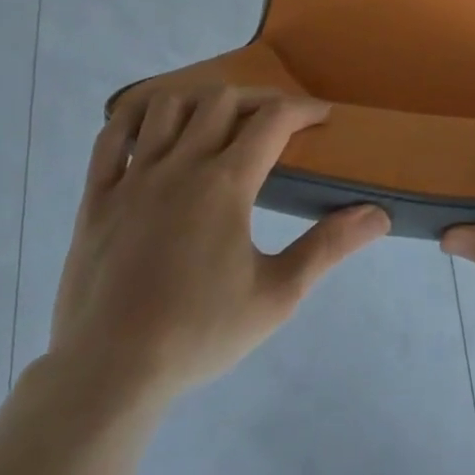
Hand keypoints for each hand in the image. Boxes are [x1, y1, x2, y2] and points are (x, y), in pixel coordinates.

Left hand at [45, 83, 390, 420]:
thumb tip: (378, 214)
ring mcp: (133, 177)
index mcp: (226, 184)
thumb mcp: (277, 296)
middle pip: (222, 100)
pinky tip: (151, 121)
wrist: (108, 375)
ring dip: (200, 102)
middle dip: (257, 99)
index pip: (273, 120)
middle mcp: (181, 165)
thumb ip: (328, 247)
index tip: (322, 116)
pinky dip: (134, 115)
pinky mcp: (96, 197)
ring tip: (218, 120)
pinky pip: (112, 136)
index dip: (303, 109)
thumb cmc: (198, 334)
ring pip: (168, 106)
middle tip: (276, 121)